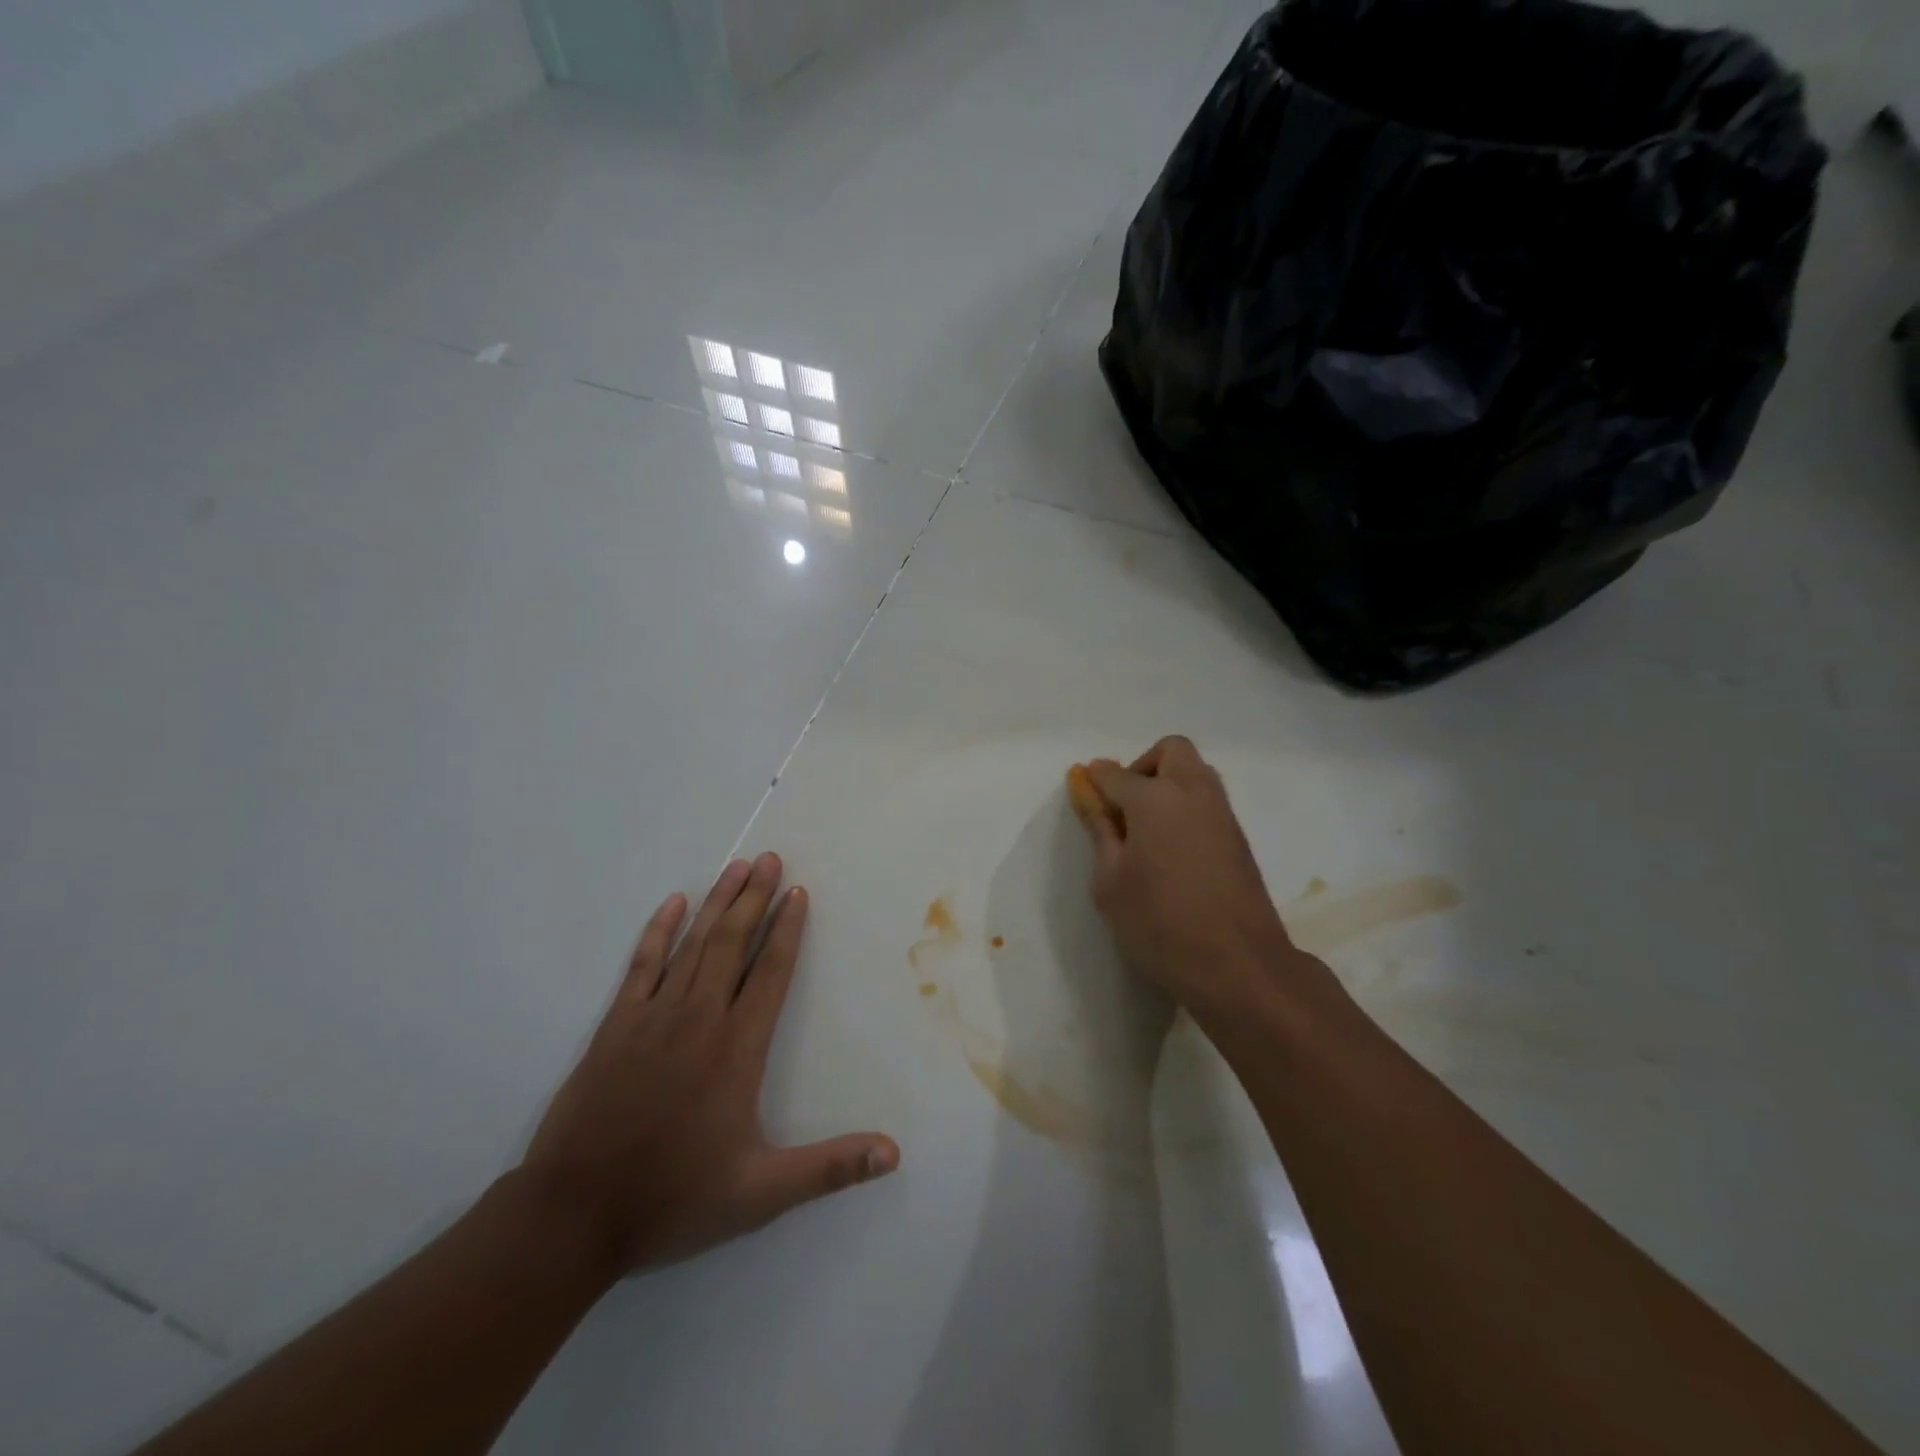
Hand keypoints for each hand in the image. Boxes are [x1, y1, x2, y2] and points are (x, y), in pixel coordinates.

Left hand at [516, 854, 898, 1275]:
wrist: (572, 1215)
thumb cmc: (673, 1199)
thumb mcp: (761, 1194)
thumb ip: (830, 1168)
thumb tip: (893, 1153)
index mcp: (737, 1049)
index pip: (770, 973)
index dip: (787, 930)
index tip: (797, 893)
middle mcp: (699, 1019)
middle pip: (732, 944)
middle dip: (755, 898)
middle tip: (770, 858)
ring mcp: (653, 1017)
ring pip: (693, 945)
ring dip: (718, 903)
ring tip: (738, 867)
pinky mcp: (615, 1025)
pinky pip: (642, 965)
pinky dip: (658, 931)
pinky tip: (674, 903)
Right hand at [1069, 737, 1317, 1018]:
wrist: (1237, 965)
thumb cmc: (1159, 924)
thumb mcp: (1110, 883)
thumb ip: (1101, 832)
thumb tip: (1091, 796)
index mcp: (1155, 799)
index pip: (1116, 774)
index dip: (1095, 780)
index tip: (1084, 794)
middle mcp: (1193, 793)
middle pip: (1170, 751)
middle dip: (1142, 767)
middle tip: (1125, 808)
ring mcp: (1222, 813)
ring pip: (1194, 772)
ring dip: (1168, 784)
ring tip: (1146, 832)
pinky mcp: (1239, 837)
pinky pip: (1208, 801)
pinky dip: (1186, 807)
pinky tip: (1172, 851)